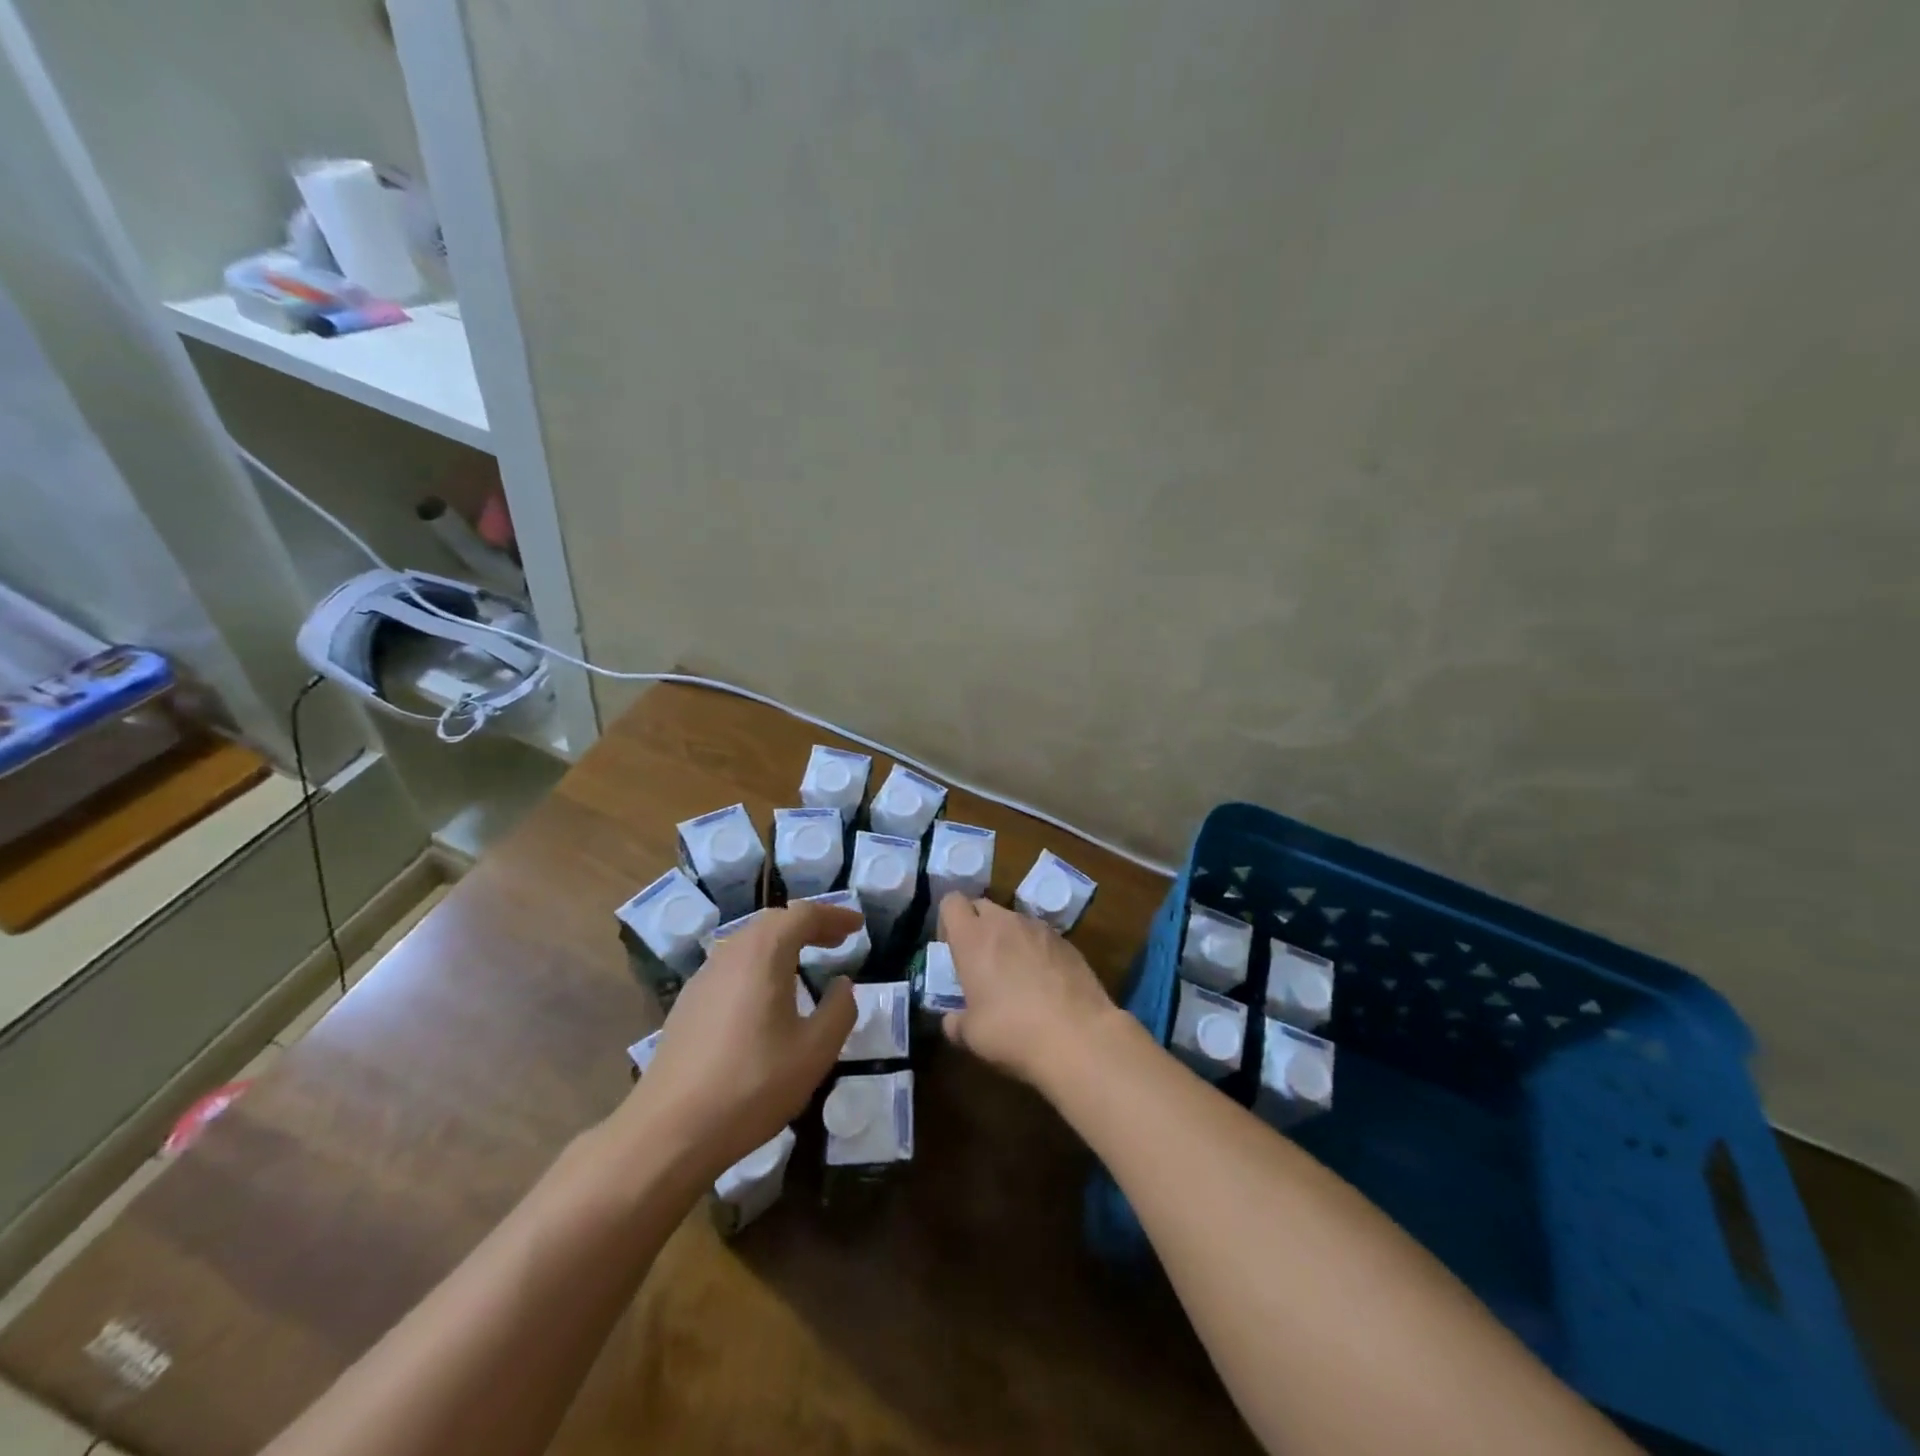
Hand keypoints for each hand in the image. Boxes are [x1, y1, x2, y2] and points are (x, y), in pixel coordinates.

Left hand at [620, 900, 859, 1176]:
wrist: (669, 1131)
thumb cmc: (752, 1085)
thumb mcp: (815, 1051)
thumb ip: (839, 1010)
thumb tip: (843, 985)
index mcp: (763, 953)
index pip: (803, 915)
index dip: (834, 916)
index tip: (858, 926)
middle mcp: (730, 954)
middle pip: (773, 922)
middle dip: (808, 926)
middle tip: (836, 941)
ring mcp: (703, 978)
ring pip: (748, 943)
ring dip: (781, 944)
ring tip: (805, 964)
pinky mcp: (687, 1005)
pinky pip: (731, 967)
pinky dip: (759, 965)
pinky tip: (766, 997)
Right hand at [937, 893, 1120, 1087]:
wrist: (1078, 1036)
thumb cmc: (1012, 1031)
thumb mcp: (971, 1036)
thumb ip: (955, 1022)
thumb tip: (953, 1020)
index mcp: (973, 938)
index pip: (951, 902)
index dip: (947, 922)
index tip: (952, 950)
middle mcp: (1005, 923)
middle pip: (982, 906)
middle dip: (977, 927)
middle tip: (980, 963)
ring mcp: (1039, 928)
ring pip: (1013, 921)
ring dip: (1008, 939)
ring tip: (1016, 976)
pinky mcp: (1066, 941)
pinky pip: (1040, 936)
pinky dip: (1035, 950)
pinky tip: (1044, 983)